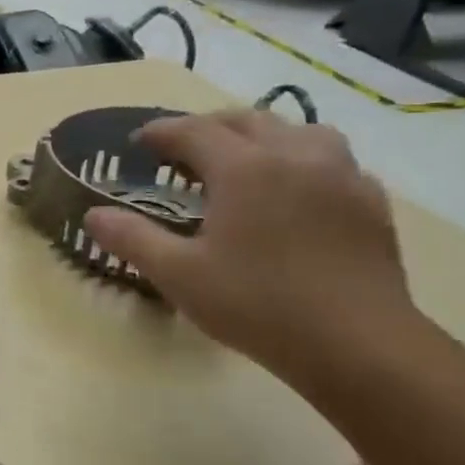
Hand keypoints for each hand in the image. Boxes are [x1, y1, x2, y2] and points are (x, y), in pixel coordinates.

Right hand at [83, 110, 415, 382]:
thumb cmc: (257, 304)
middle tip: (183, 151)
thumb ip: (131, 238)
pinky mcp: (371, 202)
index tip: (138, 143)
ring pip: (299, 130)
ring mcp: (341, 176)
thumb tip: (93, 215)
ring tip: (244, 160)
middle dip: (208, 127)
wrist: (358, 345)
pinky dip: (304, 161)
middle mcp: (294, 156)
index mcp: (244, 167)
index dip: (161, 132)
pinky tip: (296, 191)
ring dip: (262, 135)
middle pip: (246, 120)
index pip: (193, 130)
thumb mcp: (177, 275)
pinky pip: (333, 161)